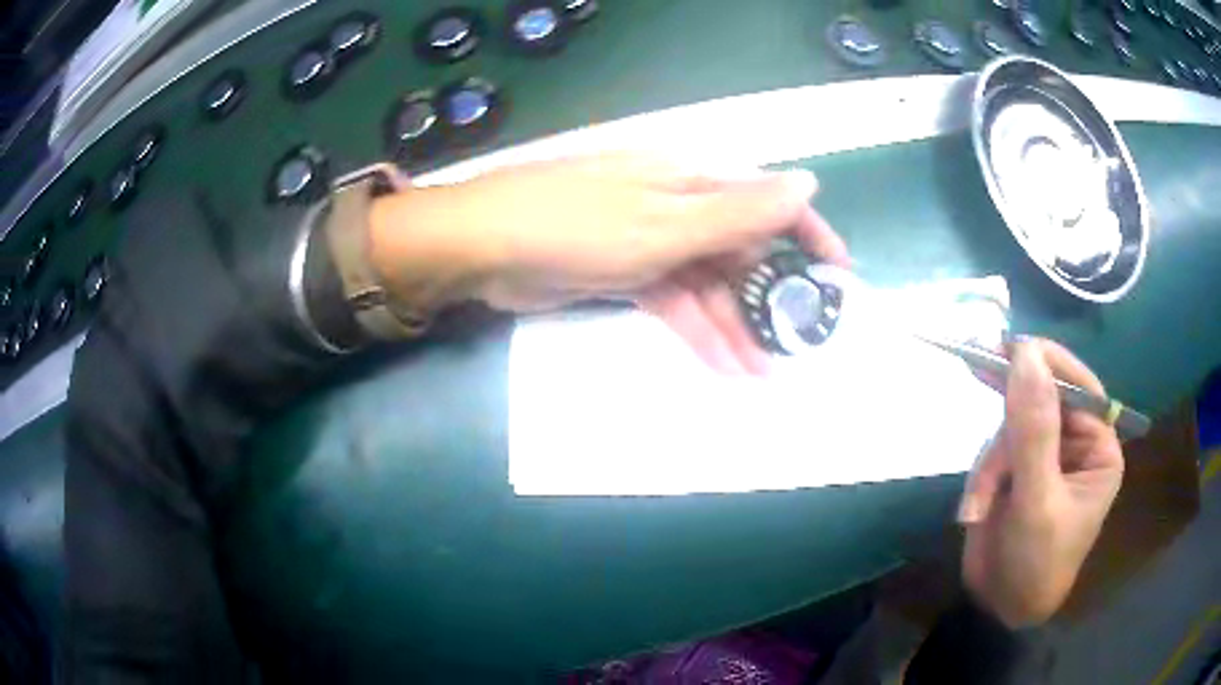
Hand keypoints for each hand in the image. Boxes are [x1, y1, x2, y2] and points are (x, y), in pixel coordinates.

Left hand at [368, 155, 848, 373]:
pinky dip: (697, 331)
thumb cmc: (575, 225)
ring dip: (735, 327)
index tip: (838, 278)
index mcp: (692, 180)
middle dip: (769, 299)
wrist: (484, 248)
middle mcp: (678, 205)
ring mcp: (651, 241)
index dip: (807, 236)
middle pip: (739, 251)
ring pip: (709, 285)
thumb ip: (739, 211)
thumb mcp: (665, 222)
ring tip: (763, 375)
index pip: (767, 202)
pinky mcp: (627, 273)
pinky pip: (675, 302)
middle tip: (798, 347)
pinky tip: (722, 366)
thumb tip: (808, 182)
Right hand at [959, 339, 1124, 627]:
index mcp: (1098, 448)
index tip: (1008, 348)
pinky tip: (974, 510)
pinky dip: (980, 478)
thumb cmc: (1036, 563)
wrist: (999, 611)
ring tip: (977, 507)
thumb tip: (1026, 354)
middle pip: (1041, 401)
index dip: (1047, 365)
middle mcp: (1075, 444)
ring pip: (1011, 427)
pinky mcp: (1016, 470)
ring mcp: (1044, 456)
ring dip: (990, 466)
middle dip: (1009, 417)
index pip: (1078, 388)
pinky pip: (995, 451)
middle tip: (976, 363)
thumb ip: (1034, 430)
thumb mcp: (1037, 500)